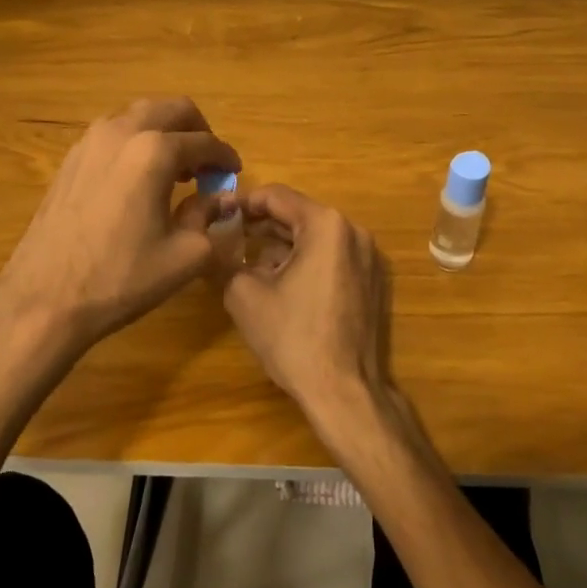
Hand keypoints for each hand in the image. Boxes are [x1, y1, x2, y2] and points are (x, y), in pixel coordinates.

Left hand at [0, 97, 239, 360]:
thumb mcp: (185, 256)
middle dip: (197, 131)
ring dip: (165, 132)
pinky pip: (113, 132)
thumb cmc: (120, 278)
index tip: (234, 172)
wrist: (43, 300)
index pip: (204, 142)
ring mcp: (89, 142)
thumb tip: (220, 200)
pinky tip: (139, 179)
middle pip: (172, 109)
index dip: (225, 157)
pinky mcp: (70, 159)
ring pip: (139, 115)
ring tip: (175, 170)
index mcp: (154, 151)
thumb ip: (209, 218)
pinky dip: (136, 142)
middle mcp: (122, 132)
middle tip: (207, 164)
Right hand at [219, 185, 393, 428]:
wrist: (345, 391)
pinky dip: (305, 261)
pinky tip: (280, 284)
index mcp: (326, 225)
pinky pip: (332, 257)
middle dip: (262, 225)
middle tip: (228, 238)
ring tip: (249, 263)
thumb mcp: (244, 294)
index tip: (218, 214)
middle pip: (298, 215)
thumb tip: (214, 245)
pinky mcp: (372, 281)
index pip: (277, 196)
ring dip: (282, 245)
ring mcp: (368, 257)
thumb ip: (226, 259)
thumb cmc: (293, 337)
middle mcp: (353, 231)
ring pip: (315, 237)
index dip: (243, 203)